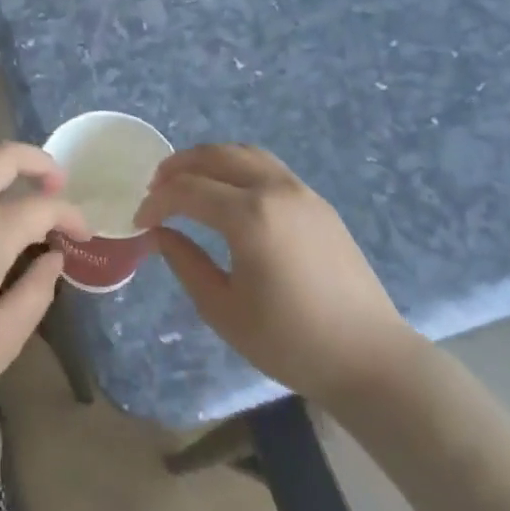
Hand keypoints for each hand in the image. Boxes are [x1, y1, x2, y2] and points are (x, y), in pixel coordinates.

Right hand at [135, 144, 419, 403]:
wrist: (369, 357)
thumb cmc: (290, 342)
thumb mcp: (224, 310)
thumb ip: (186, 264)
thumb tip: (161, 233)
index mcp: (249, 217)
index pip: (187, 191)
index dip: (157, 201)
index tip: (140, 220)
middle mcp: (274, 190)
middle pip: (215, 156)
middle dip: (179, 166)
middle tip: (156, 187)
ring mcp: (300, 191)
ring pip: (244, 153)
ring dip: (209, 159)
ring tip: (188, 180)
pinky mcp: (317, 202)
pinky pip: (268, 167)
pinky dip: (237, 167)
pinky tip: (228, 193)